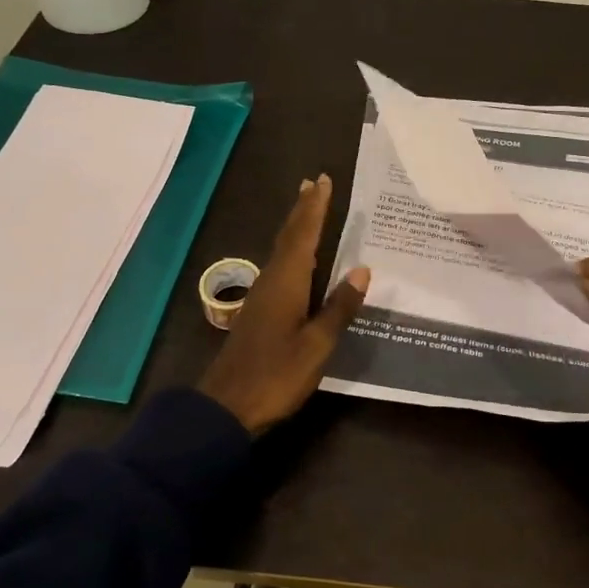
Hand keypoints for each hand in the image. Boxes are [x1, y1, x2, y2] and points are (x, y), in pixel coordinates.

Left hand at [198, 174, 370, 434]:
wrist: (227, 407)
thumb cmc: (276, 375)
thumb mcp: (317, 345)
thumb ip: (339, 308)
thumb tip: (362, 270)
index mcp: (287, 283)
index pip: (304, 235)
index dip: (314, 208)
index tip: (322, 180)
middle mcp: (272, 281)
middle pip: (288, 237)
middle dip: (302, 210)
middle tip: (312, 184)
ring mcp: (261, 297)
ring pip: (281, 251)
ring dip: (295, 228)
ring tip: (306, 210)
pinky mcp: (258, 313)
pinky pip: (279, 268)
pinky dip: (291, 252)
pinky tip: (297, 261)